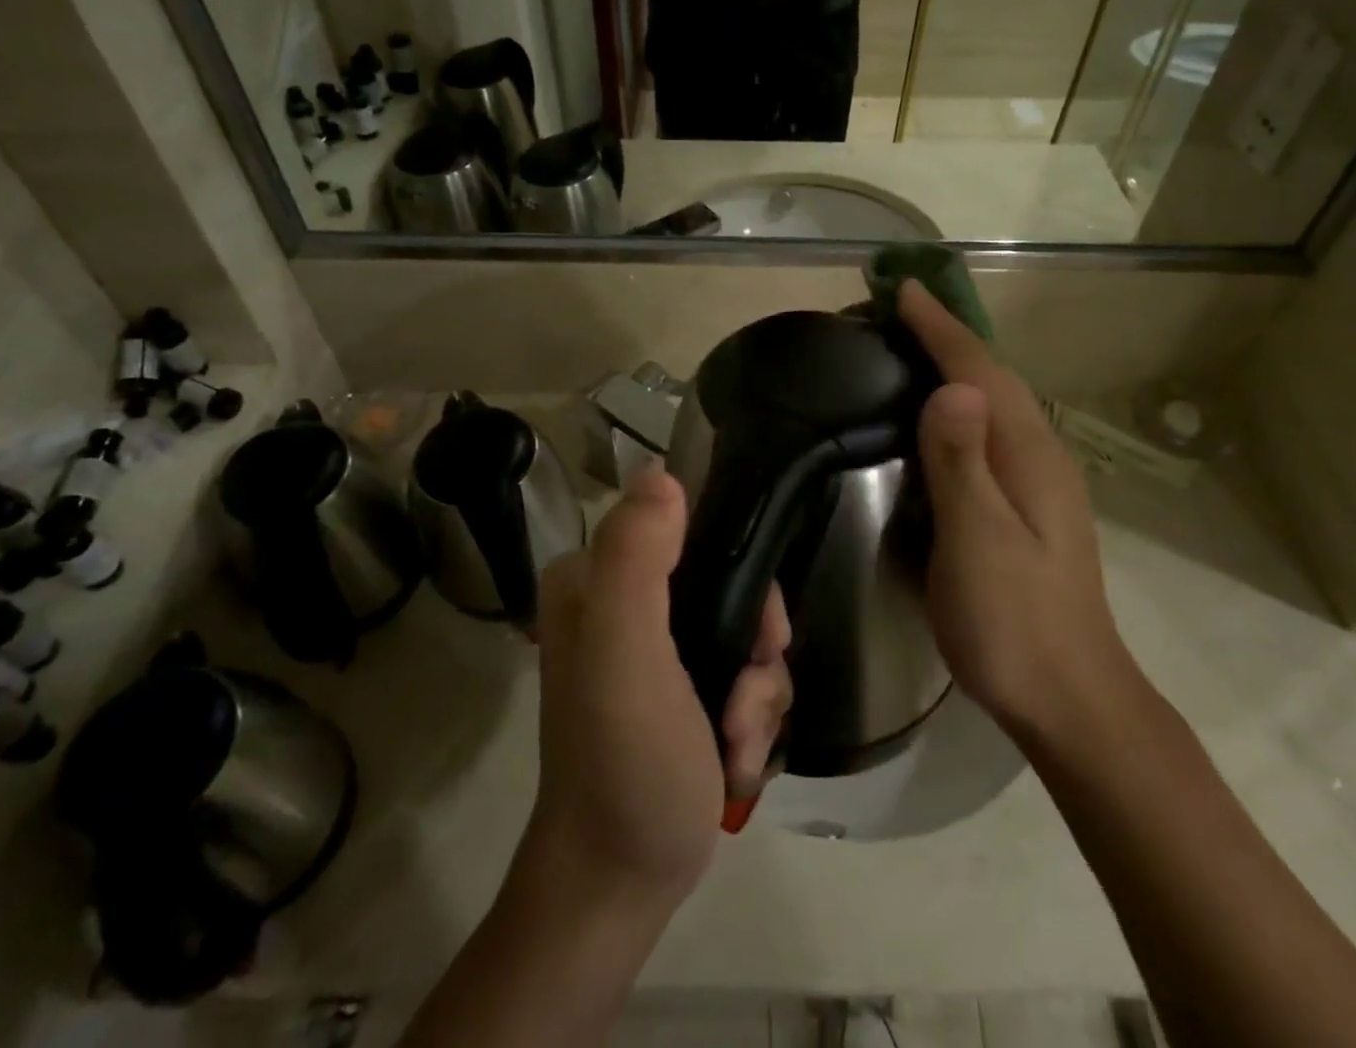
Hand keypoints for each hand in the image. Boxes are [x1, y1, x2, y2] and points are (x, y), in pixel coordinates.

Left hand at [527, 467, 790, 912]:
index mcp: (597, 576)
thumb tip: (662, 471)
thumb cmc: (621, 761)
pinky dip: (752, 717)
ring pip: (746, 629)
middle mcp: (624, 600)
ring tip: (737, 741)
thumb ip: (637, 558)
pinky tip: (735, 758)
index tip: (755, 623)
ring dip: (758, 691)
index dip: (736, 565)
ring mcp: (657, 647)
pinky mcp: (685, 688)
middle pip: (728, 579)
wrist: (622, 883)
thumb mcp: (624, 654)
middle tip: (748, 691)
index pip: (687, 525)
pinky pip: (745, 672)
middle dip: (755, 641)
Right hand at [898, 281, 1137, 739]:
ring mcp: (1038, 481)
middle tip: (896, 311)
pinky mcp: (1028, 504)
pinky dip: (959, 405)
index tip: (902, 289)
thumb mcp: (978, 542)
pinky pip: (988, 432)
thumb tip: (953, 386)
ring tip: (909, 345)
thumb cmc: (1014, 621)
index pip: (979, 371)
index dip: (940, 327)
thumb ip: (962, 464)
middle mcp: (1039, 454)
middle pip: (990, 377)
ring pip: (992, 403)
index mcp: (1028, 454)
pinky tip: (937, 415)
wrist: (1070, 698)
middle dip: (946, 336)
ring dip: (953, 366)